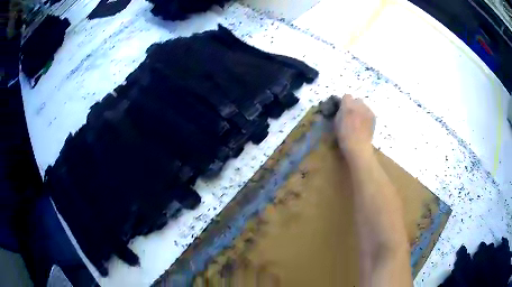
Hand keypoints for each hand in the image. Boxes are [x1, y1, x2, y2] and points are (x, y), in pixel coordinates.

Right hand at [334, 94, 374, 163]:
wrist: (358, 146)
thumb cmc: (344, 136)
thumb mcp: (336, 122)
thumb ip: (339, 111)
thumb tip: (341, 107)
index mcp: (348, 106)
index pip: (346, 96)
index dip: (344, 102)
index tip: (343, 108)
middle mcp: (359, 105)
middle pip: (356, 99)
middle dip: (353, 104)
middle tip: (351, 114)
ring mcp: (367, 110)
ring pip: (363, 105)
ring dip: (360, 109)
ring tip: (358, 119)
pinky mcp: (373, 115)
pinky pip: (368, 111)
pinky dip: (366, 114)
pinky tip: (364, 123)